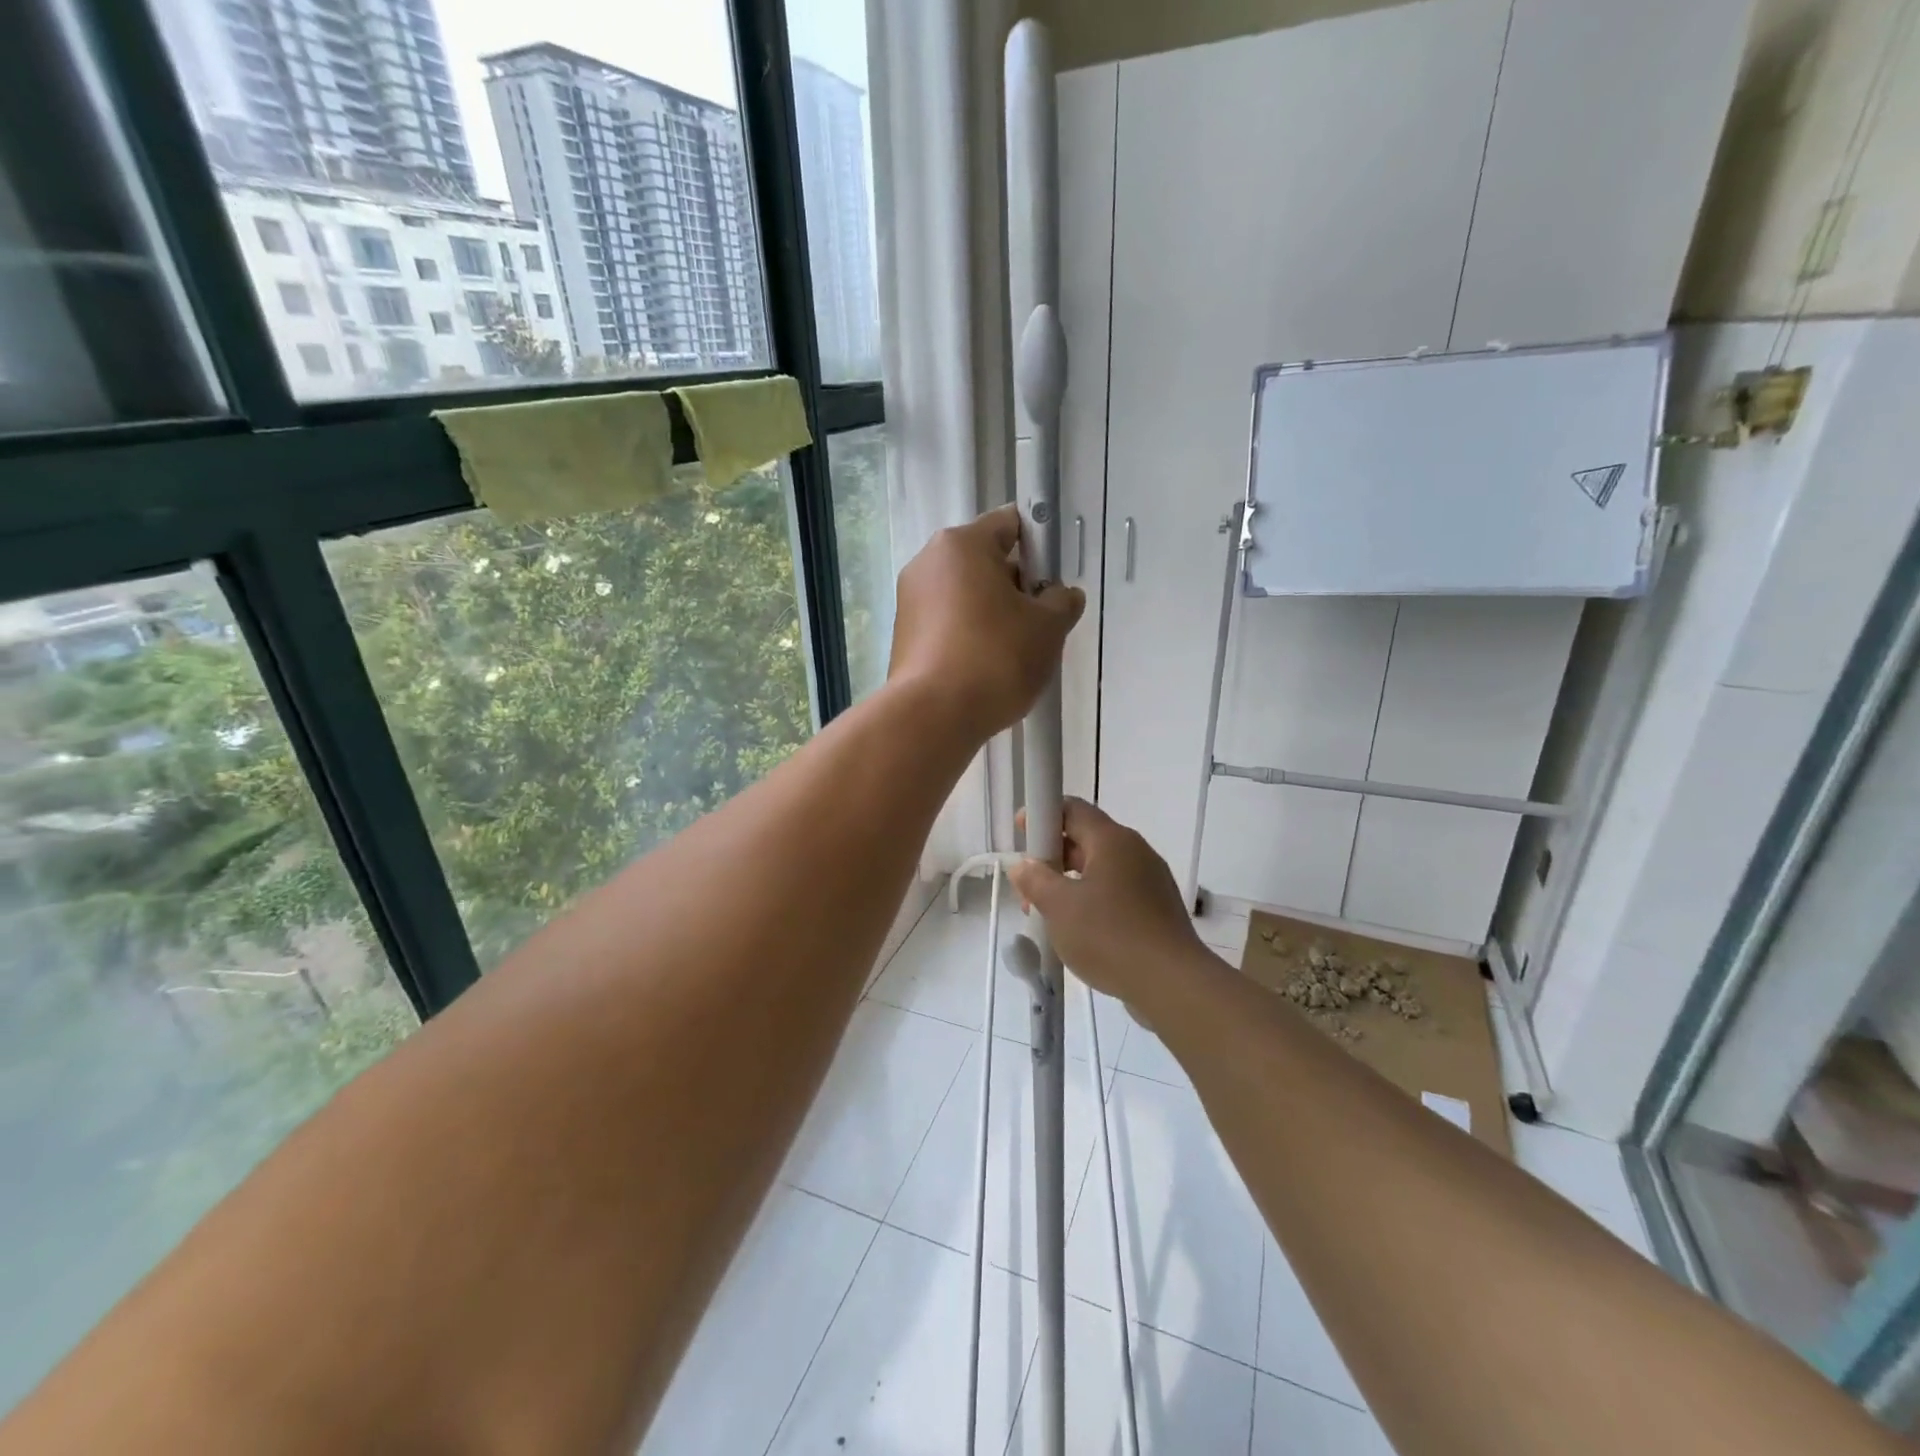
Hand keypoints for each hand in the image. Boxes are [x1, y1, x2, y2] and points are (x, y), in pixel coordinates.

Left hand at [889, 504, 1084, 740]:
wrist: (933, 716)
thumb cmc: (996, 657)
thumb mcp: (1048, 628)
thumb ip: (1062, 602)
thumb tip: (1062, 595)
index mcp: (961, 545)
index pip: (1009, 524)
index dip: (1039, 546)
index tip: (1054, 579)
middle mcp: (928, 563)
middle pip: (984, 561)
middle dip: (1015, 585)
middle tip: (1041, 620)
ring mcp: (910, 600)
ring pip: (964, 595)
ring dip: (992, 612)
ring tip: (1016, 649)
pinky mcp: (903, 636)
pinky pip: (946, 623)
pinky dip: (968, 634)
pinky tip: (986, 666)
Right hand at [1008, 798, 1207, 1004]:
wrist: (1171, 984)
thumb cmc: (1109, 935)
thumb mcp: (1059, 907)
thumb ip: (1035, 880)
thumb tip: (1023, 866)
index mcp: (1112, 840)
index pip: (1073, 809)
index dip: (1043, 815)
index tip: (1022, 834)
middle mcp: (1135, 851)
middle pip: (1086, 839)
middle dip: (1052, 857)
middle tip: (1029, 886)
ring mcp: (1151, 880)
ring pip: (1101, 869)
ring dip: (1070, 883)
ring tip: (1049, 914)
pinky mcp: (1158, 908)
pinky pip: (1117, 893)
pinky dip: (1093, 902)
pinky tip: (1080, 931)